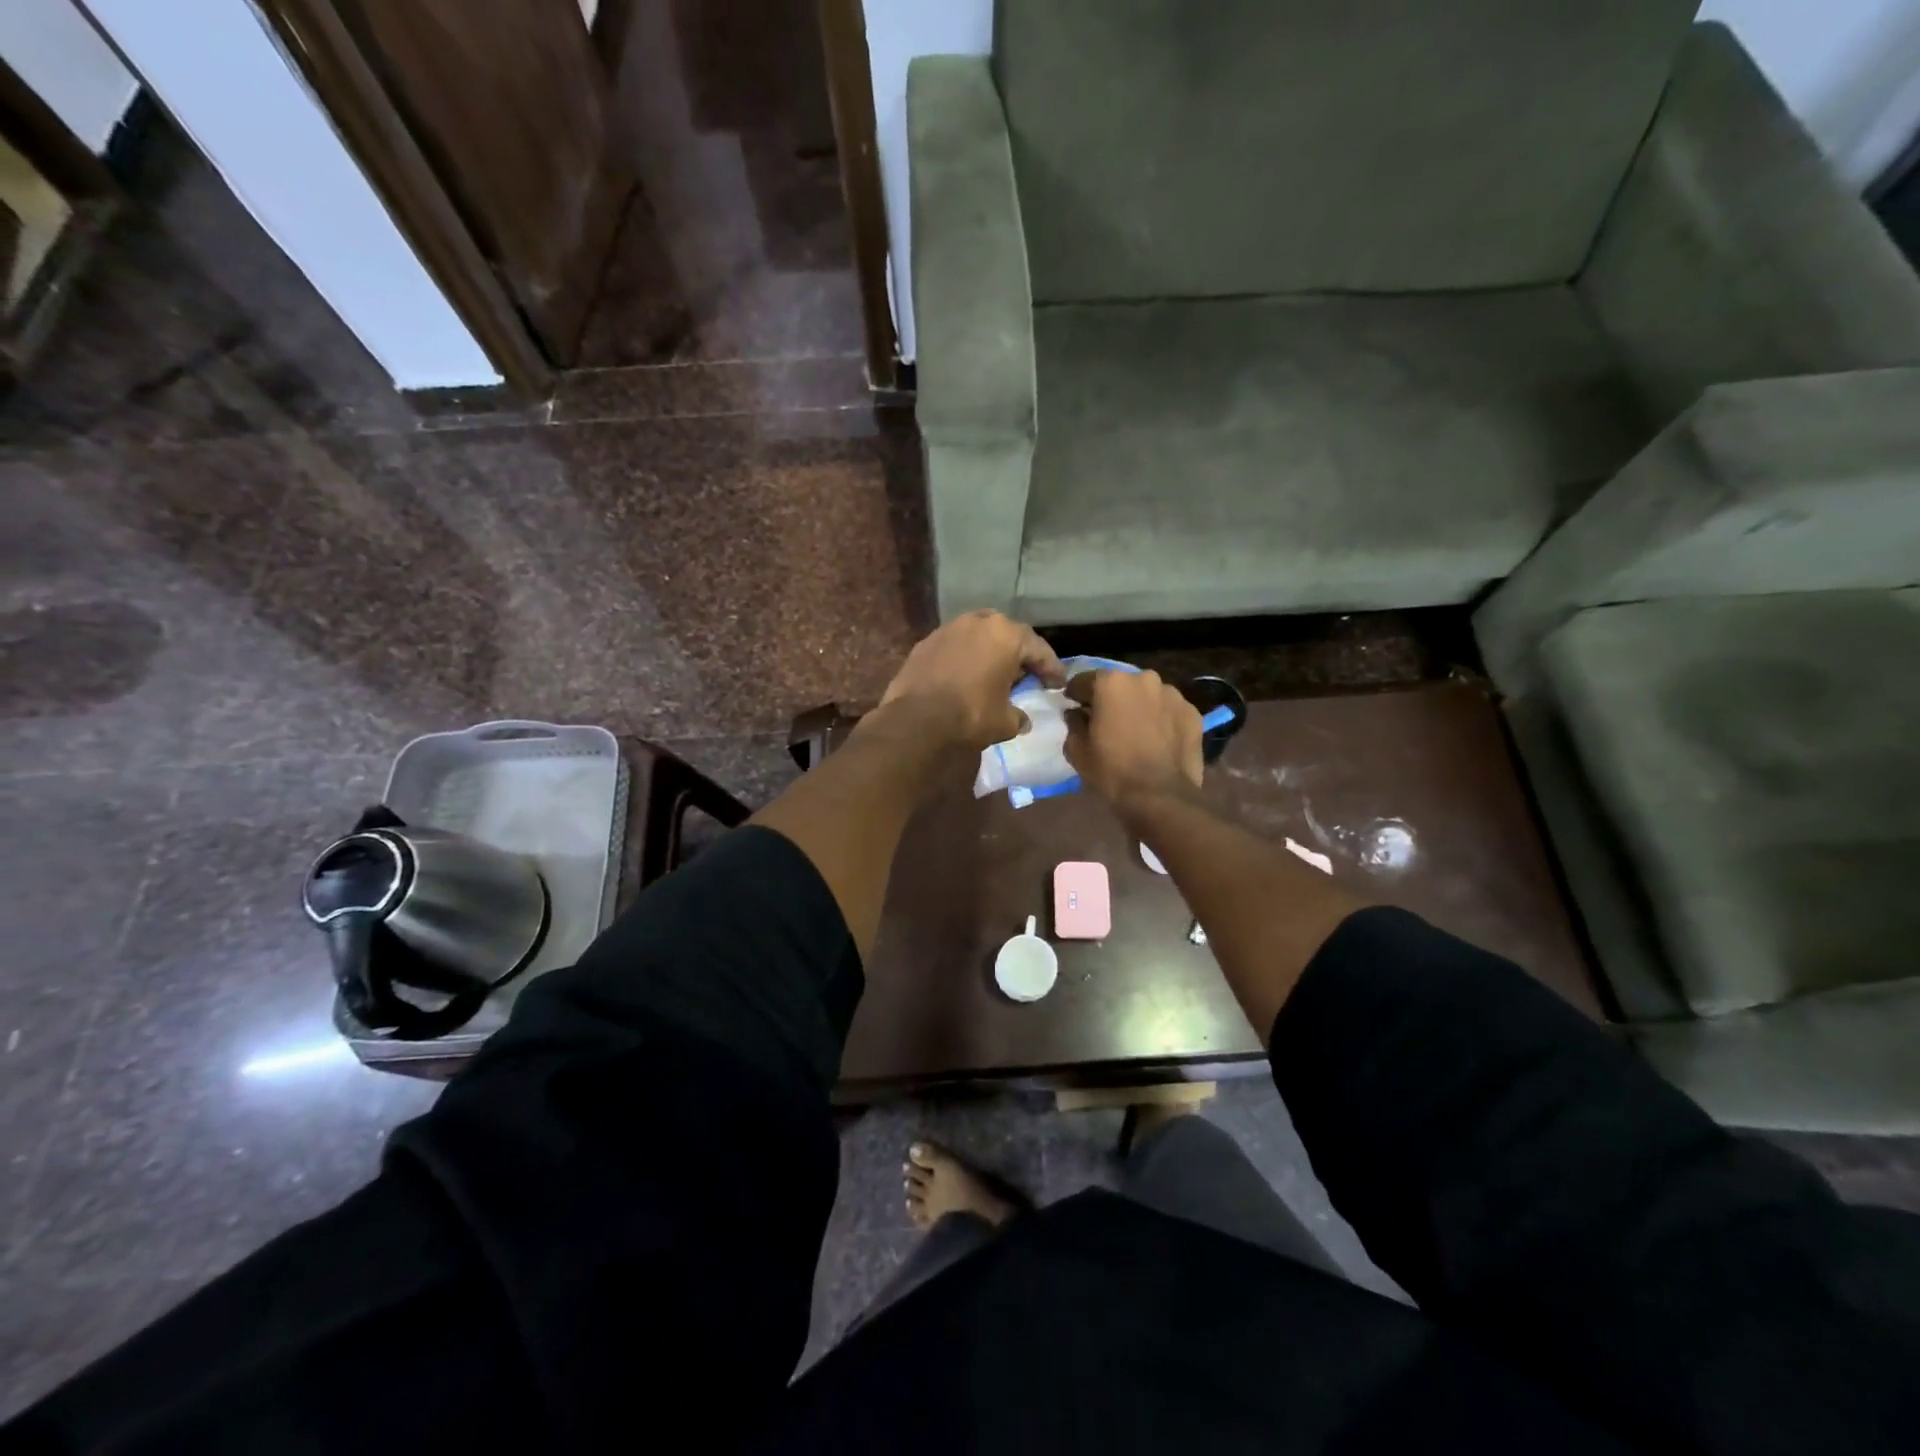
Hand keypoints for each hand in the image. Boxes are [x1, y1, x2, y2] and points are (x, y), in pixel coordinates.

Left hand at [879, 610, 1065, 750]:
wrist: (916, 719)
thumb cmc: (970, 715)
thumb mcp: (1004, 721)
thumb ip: (1018, 716)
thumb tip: (1022, 720)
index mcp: (1006, 635)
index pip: (1038, 649)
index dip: (1052, 669)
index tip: (1058, 683)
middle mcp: (979, 622)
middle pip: (1008, 634)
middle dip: (1020, 653)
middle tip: (1028, 673)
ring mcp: (949, 628)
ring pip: (979, 634)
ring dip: (990, 650)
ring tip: (996, 671)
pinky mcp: (926, 641)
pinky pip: (955, 645)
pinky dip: (966, 656)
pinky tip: (966, 674)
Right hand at [1064, 669, 1202, 814]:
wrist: (1161, 797)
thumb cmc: (1111, 771)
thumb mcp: (1077, 749)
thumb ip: (1073, 722)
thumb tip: (1076, 713)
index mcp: (1111, 682)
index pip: (1083, 680)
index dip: (1076, 696)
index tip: (1074, 709)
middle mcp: (1144, 678)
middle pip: (1119, 684)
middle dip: (1111, 699)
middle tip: (1107, 722)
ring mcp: (1173, 694)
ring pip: (1147, 695)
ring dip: (1138, 707)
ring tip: (1136, 732)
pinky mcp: (1192, 712)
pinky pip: (1169, 711)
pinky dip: (1162, 719)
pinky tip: (1158, 740)